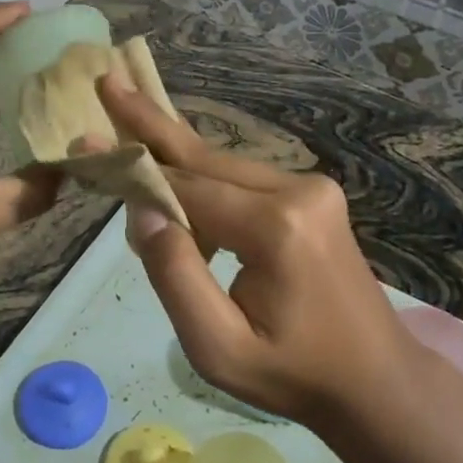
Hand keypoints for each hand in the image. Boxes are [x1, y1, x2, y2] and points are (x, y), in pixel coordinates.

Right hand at [100, 77, 426, 428]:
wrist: (377, 381)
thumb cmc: (293, 375)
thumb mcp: (219, 349)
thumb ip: (176, 277)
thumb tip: (143, 211)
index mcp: (275, 228)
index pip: (186, 189)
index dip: (132, 168)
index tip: (86, 142)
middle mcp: (297, 191)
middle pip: (205, 158)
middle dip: (151, 124)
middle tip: (110, 82)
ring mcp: (311, 188)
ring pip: (223, 166)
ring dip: (175, 158)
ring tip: (127, 119)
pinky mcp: (313, 195)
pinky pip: (242, 180)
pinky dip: (204, 181)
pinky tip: (176, 183)